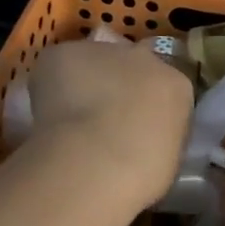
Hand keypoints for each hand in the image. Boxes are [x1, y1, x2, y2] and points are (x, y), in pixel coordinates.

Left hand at [28, 38, 192, 205]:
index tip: (134, 125)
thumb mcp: (168, 157)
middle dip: (117, 84)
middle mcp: (145, 58)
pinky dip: (51, 84)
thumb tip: (142, 135)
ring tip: (70, 117)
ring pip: (92, 61)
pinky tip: (47, 113)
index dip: (145, 104)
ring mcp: (104, 52)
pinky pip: (58, 65)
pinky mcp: (65, 53)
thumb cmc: (143, 173)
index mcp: (177, 86)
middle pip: (130, 64)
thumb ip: (158, 134)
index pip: (163, 85)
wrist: (98, 161)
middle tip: (102, 118)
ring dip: (84, 81)